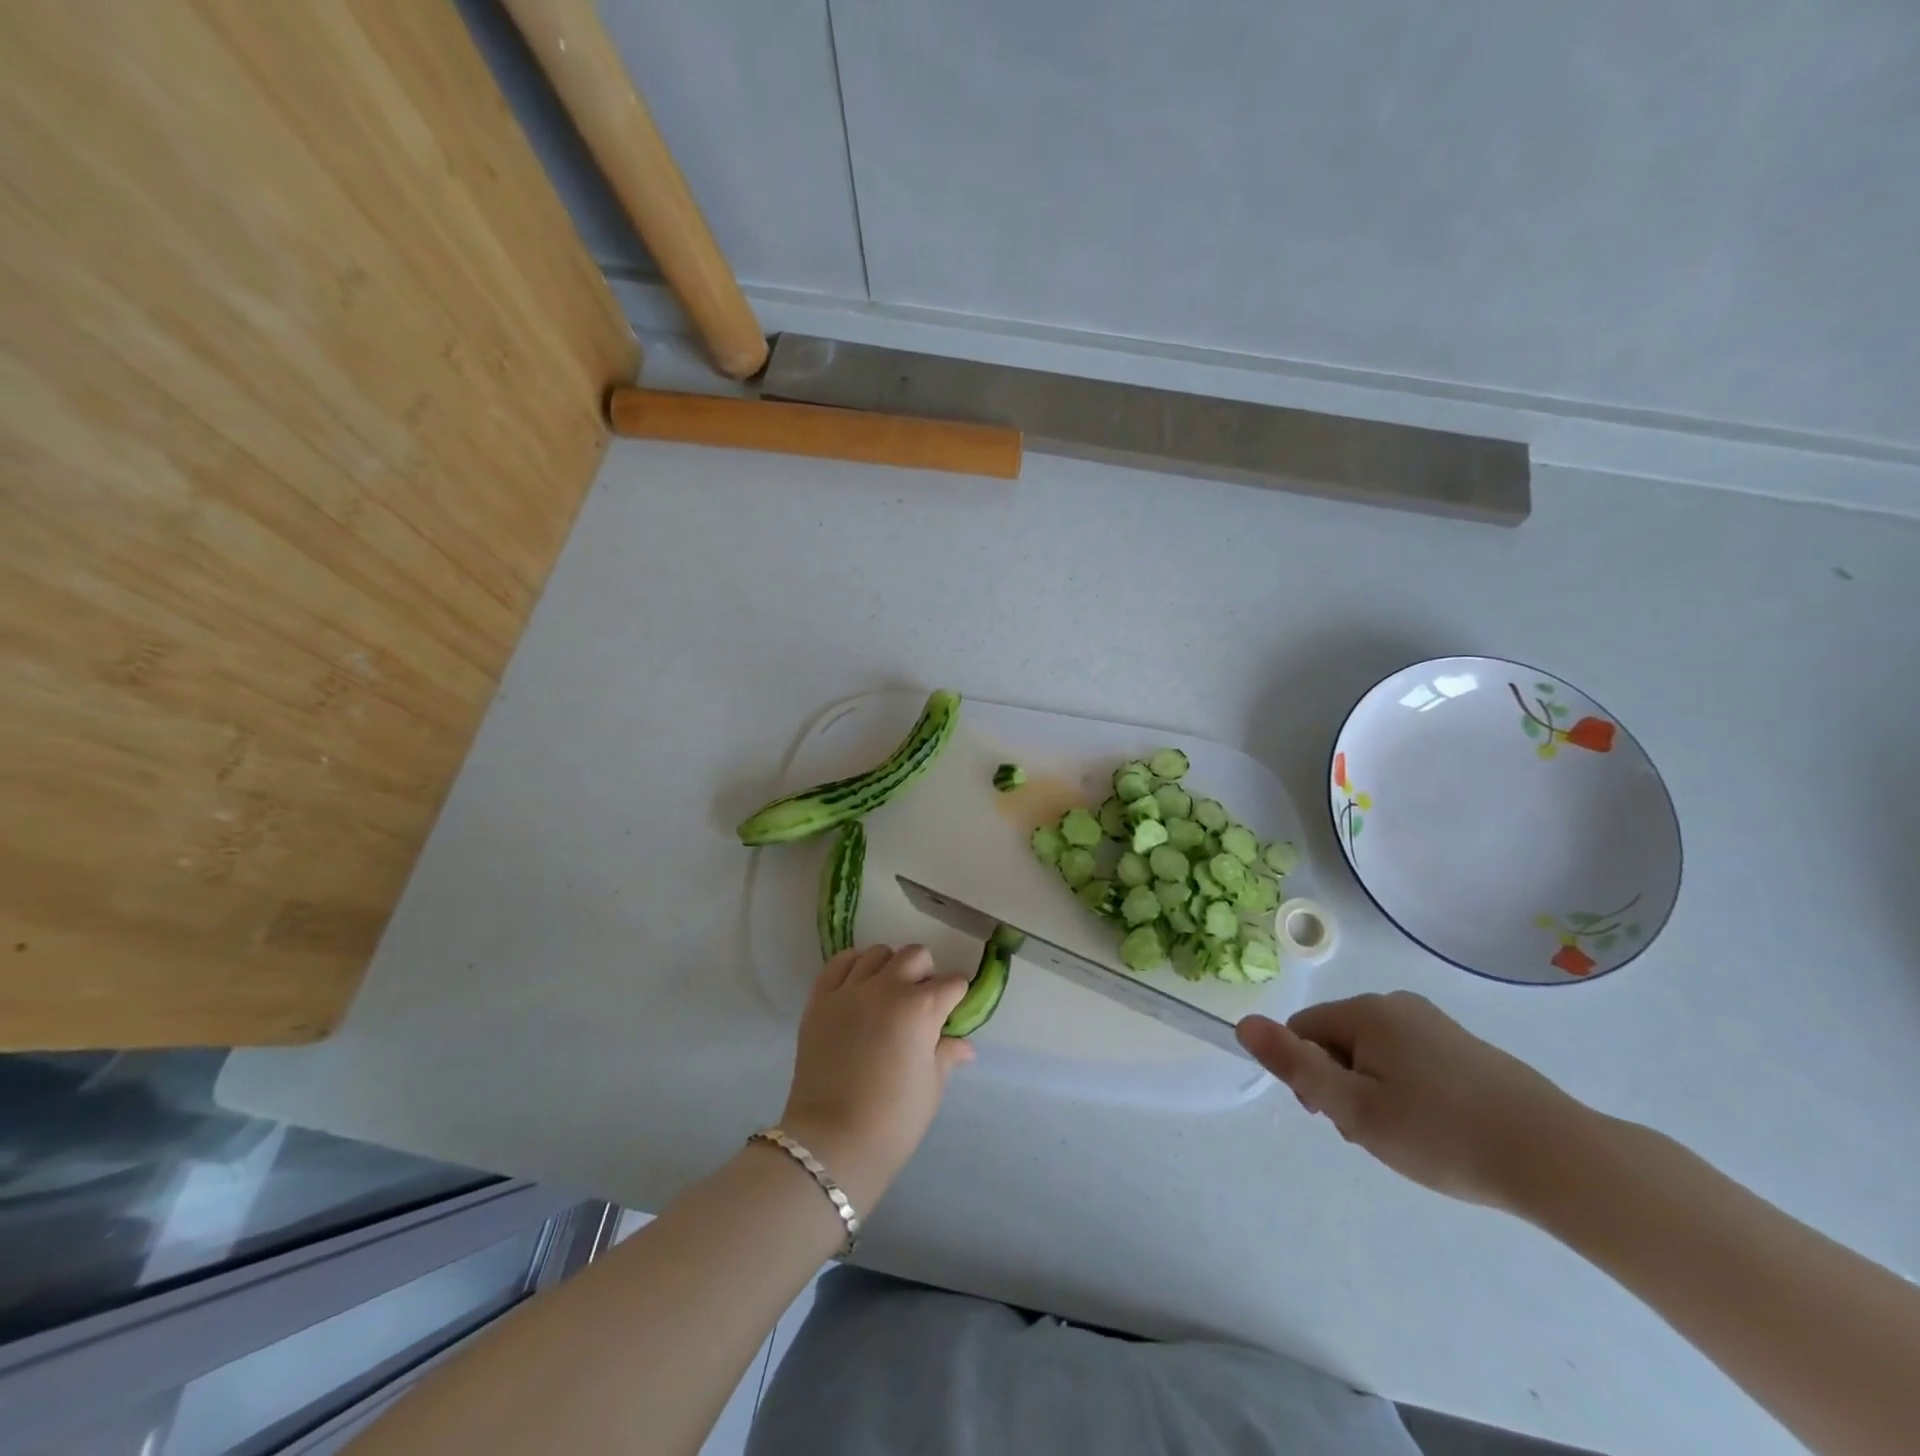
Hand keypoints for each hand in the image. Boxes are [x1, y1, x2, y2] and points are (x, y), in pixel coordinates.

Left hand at [778, 943, 973, 1211]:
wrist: (831, 1141)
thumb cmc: (893, 1120)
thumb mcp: (931, 1087)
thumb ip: (946, 1055)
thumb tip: (964, 1045)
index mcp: (921, 1008)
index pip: (952, 983)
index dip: (957, 995)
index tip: (955, 1008)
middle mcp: (887, 988)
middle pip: (916, 956)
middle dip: (926, 973)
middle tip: (922, 1000)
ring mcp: (850, 990)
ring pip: (878, 953)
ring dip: (890, 966)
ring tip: (888, 992)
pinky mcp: (820, 999)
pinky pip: (839, 963)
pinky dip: (853, 965)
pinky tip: (859, 984)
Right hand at [1237, 991, 1589, 1211]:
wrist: (1559, 1158)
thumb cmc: (1442, 1133)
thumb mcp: (1355, 1108)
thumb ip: (1295, 1065)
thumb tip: (1244, 1024)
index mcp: (1367, 1012)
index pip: (1303, 1030)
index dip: (1306, 1075)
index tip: (1337, 1119)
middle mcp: (1398, 1005)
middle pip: (1338, 1040)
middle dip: (1343, 1085)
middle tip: (1374, 1134)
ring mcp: (1436, 1025)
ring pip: (1375, 1054)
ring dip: (1374, 1092)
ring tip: (1409, 1139)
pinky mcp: (1466, 1048)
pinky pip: (1411, 1061)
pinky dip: (1409, 1092)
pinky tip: (1439, 1130)